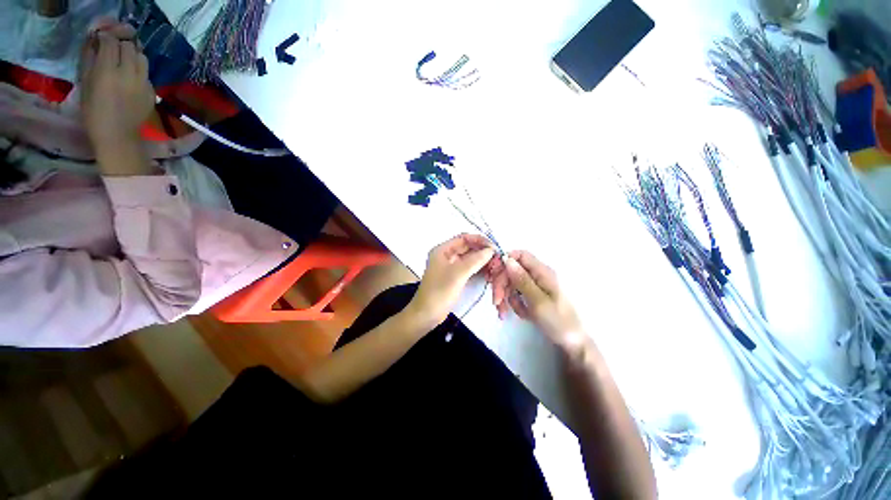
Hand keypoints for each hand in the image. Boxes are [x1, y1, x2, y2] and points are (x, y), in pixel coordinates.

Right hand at [79, 24, 153, 154]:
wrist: (118, 136)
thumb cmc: (94, 113)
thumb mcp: (85, 84)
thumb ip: (91, 61)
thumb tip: (96, 43)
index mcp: (108, 71)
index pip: (111, 42)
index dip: (106, 38)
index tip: (102, 40)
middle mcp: (128, 74)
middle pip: (129, 46)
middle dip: (120, 44)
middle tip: (113, 50)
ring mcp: (143, 83)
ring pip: (142, 57)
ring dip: (133, 55)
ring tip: (124, 62)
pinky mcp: (152, 92)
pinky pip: (146, 73)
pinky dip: (139, 70)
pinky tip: (131, 78)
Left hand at [407, 234, 496, 327]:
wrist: (427, 315)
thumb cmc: (440, 291)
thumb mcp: (458, 274)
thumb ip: (475, 260)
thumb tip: (491, 250)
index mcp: (443, 250)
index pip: (464, 238)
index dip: (479, 240)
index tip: (494, 247)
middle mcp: (446, 255)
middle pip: (467, 247)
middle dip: (482, 251)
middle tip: (498, 258)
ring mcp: (450, 266)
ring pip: (469, 258)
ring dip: (482, 260)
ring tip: (495, 265)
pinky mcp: (454, 277)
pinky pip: (469, 268)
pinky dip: (478, 268)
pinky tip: (489, 272)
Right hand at [504, 251, 587, 355]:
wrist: (574, 343)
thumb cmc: (559, 322)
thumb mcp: (538, 301)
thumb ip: (522, 280)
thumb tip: (507, 259)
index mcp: (543, 272)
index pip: (520, 255)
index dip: (505, 262)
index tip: (494, 278)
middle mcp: (539, 275)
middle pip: (513, 270)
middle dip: (502, 285)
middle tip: (496, 302)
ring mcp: (537, 285)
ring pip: (513, 283)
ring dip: (507, 297)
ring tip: (506, 313)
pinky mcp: (535, 295)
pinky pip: (519, 294)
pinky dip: (515, 303)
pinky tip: (522, 315)